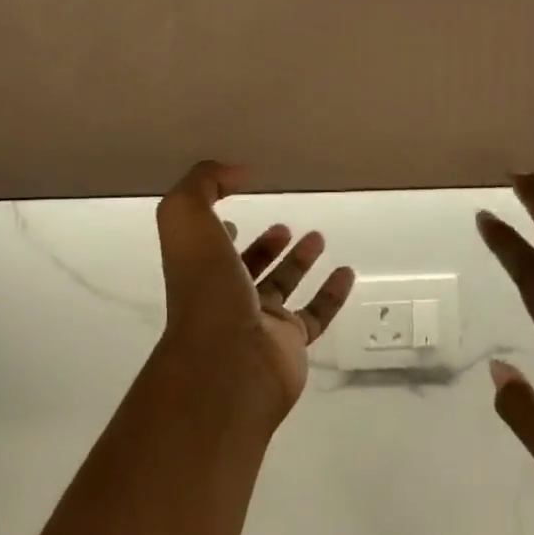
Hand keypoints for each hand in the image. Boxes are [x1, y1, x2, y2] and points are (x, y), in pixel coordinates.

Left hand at [154, 162, 353, 428]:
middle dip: (265, 245)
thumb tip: (237, 171)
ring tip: (318, 237)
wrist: (228, 363)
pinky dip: (332, 295)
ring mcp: (259, 322)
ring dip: (298, 262)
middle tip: (286, 226)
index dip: (219, 226)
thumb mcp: (187, 217)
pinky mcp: (291, 343)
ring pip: (282, 287)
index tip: (235, 208)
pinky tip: (346, 273)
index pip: (209, 243)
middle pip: (247, 265)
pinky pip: (316, 315)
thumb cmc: (205, 288)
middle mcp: (226, 295)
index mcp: (200, 268)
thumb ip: (202, 183)